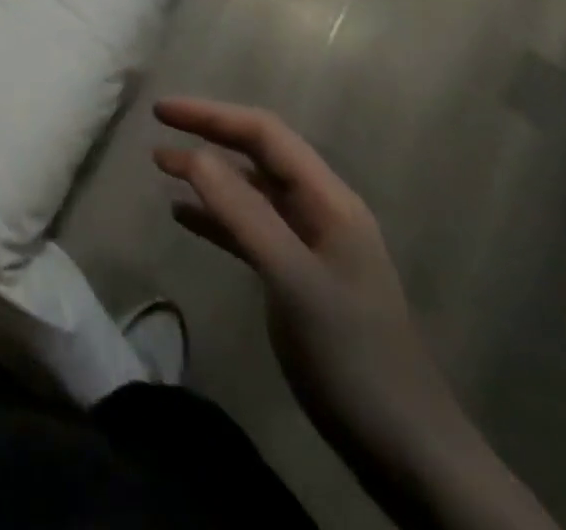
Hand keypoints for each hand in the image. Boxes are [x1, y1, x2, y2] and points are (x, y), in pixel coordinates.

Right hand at [153, 99, 497, 520]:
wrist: (409, 453)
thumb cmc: (353, 357)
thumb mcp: (293, 280)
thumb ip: (243, 214)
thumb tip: (193, 154)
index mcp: (329, 200)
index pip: (264, 133)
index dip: (211, 115)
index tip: (161, 112)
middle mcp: (321, 211)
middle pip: (258, 154)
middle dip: (208, 135)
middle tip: (157, 129)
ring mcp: (311, 246)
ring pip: (251, 190)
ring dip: (208, 175)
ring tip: (161, 167)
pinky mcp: (299, 278)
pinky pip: (249, 229)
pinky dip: (215, 216)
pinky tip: (183, 217)